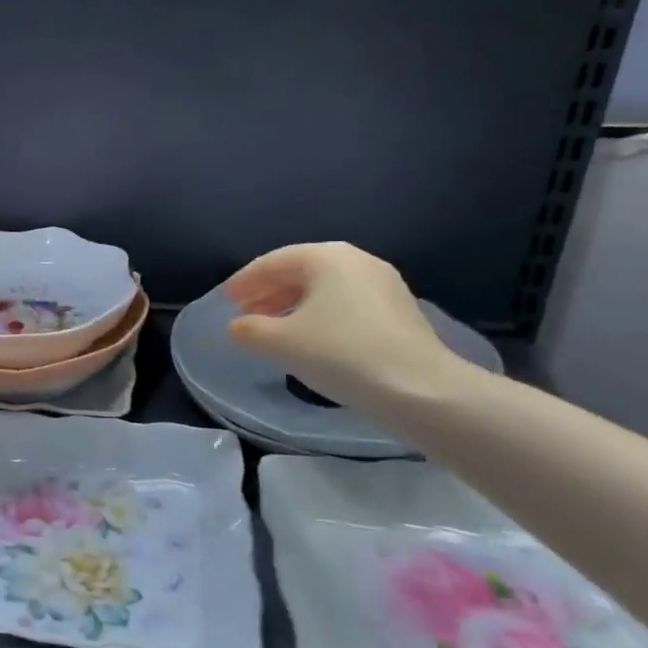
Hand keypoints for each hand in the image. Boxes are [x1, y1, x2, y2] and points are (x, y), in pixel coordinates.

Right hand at [223, 242, 461, 405]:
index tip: (225, 300)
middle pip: (300, 272)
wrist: (421, 390)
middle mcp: (357, 261)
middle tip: (244, 315)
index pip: (273, 262)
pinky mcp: (399, 313)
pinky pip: (345, 305)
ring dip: (292, 307)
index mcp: (327, 257)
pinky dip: (319, 317)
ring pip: (324, 290)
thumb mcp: (282, 342)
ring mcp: (383, 286)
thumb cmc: (341, 354)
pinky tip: (309, 341)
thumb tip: (238, 327)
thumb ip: (250, 330)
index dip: (244, 281)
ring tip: (272, 330)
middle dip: (268, 293)